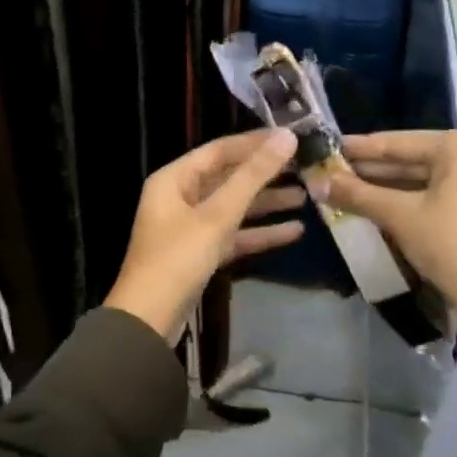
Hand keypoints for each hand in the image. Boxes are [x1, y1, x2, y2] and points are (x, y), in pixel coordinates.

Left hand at [105, 129, 303, 343]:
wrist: (149, 320)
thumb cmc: (178, 258)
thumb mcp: (217, 214)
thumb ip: (253, 176)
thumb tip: (287, 137)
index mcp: (174, 179)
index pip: (220, 150)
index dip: (255, 143)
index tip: (292, 137)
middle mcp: (180, 197)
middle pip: (229, 178)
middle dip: (265, 174)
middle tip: (305, 166)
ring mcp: (190, 227)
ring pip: (234, 207)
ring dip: (267, 203)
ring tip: (307, 196)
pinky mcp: (201, 254)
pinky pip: (234, 234)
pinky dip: (260, 232)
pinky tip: (294, 232)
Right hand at [319, 129, 456, 333]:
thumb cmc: (452, 244)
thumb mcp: (400, 217)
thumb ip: (358, 195)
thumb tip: (317, 182)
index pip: (396, 142)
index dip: (359, 148)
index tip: (328, 147)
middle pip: (411, 158)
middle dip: (371, 169)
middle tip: (332, 171)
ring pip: (424, 177)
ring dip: (387, 186)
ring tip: (347, 188)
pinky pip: (438, 192)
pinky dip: (409, 198)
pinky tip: (378, 205)